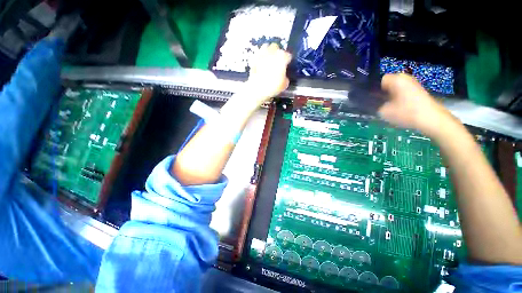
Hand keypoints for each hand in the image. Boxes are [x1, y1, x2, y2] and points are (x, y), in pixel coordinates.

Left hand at [246, 43, 291, 104]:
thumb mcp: (284, 85)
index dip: (288, 61)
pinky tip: (261, 62)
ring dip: (268, 51)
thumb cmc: (272, 86)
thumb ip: (286, 78)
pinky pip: (258, 54)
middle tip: (278, 61)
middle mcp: (273, 52)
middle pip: (277, 48)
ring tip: (269, 59)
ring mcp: (262, 54)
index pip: (288, 56)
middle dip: (278, 53)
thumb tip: (284, 77)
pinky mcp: (254, 58)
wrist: (257, 88)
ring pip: (266, 47)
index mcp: (282, 57)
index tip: (287, 65)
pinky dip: (260, 57)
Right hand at [379, 73, 456, 136]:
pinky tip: (397, 108)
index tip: (373, 100)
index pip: (379, 81)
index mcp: (396, 79)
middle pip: (387, 84)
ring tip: (388, 107)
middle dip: (382, 93)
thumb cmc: (406, 113)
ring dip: (390, 96)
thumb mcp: (384, 112)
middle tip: (379, 104)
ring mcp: (413, 83)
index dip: (374, 90)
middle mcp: (405, 78)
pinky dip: (398, 98)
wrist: (431, 119)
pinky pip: (402, 92)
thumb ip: (375, 106)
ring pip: (395, 88)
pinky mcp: (418, 90)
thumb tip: (373, 104)